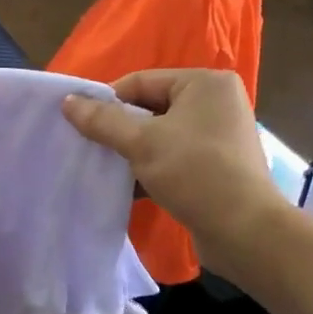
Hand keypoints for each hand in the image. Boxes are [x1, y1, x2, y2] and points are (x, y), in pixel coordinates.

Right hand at [61, 68, 274, 269]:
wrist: (245, 231)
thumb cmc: (194, 172)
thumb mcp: (141, 143)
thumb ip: (102, 120)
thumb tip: (67, 101)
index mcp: (206, 83)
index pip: (141, 81)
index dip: (108, 102)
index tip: (81, 124)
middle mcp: (217, 102)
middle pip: (151, 107)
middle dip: (121, 129)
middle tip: (92, 148)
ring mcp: (221, 135)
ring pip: (162, 135)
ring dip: (134, 151)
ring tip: (108, 168)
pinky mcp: (220, 165)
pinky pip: (175, 156)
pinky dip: (153, 167)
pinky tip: (130, 186)